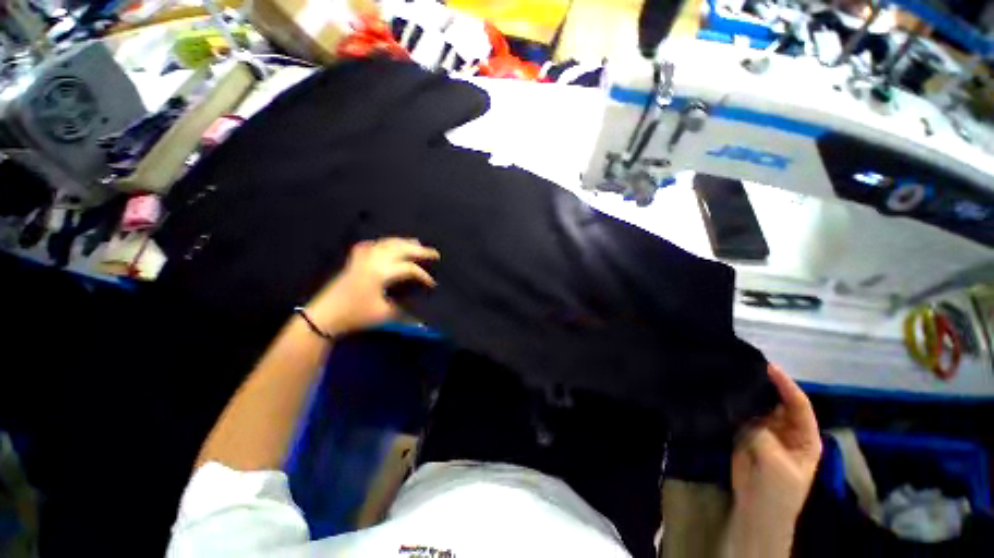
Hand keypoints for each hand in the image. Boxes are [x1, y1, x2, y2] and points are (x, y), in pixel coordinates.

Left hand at [306, 238, 439, 334]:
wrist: (323, 316)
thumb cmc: (355, 316)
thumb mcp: (384, 315)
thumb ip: (406, 313)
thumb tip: (423, 317)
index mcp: (381, 273)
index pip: (409, 268)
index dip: (423, 276)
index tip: (432, 284)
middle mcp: (373, 260)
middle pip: (400, 248)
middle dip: (419, 250)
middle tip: (434, 253)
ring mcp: (362, 259)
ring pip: (386, 243)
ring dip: (403, 242)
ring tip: (417, 243)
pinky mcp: (354, 261)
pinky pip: (369, 246)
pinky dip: (381, 243)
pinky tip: (384, 244)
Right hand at [727, 364, 820, 555]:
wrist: (756, 510)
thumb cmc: (778, 491)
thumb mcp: (777, 464)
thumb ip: (763, 435)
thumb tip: (743, 409)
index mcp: (804, 436)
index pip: (798, 404)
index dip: (786, 385)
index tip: (768, 366)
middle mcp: (786, 429)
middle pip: (776, 401)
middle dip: (764, 385)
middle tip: (744, 365)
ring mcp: (765, 432)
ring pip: (757, 407)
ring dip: (746, 394)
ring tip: (730, 375)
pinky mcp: (746, 435)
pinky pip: (740, 415)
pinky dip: (733, 405)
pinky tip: (722, 393)